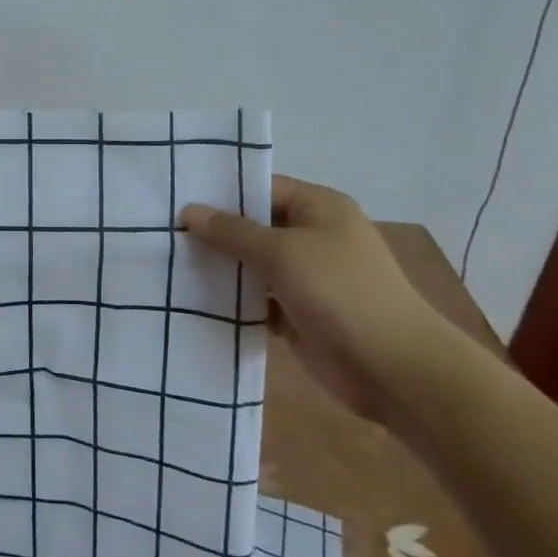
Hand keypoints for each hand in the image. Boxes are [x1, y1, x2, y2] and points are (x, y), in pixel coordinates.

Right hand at [180, 176, 465, 422]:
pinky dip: (234, 301)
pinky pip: (258, 300)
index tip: (178, 199)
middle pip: (256, 226)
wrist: (393, 369)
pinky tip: (194, 300)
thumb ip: (233, 232)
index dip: (223, 193)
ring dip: (222, 268)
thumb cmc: (340, 292)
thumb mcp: (282, 253)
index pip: (263, 188)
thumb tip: (189, 211)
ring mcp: (307, 277)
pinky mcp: (299, 314)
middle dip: (215, 232)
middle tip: (164, 233)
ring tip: (169, 264)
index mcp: (319, 208)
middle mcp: (314, 236)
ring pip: (254, 265)